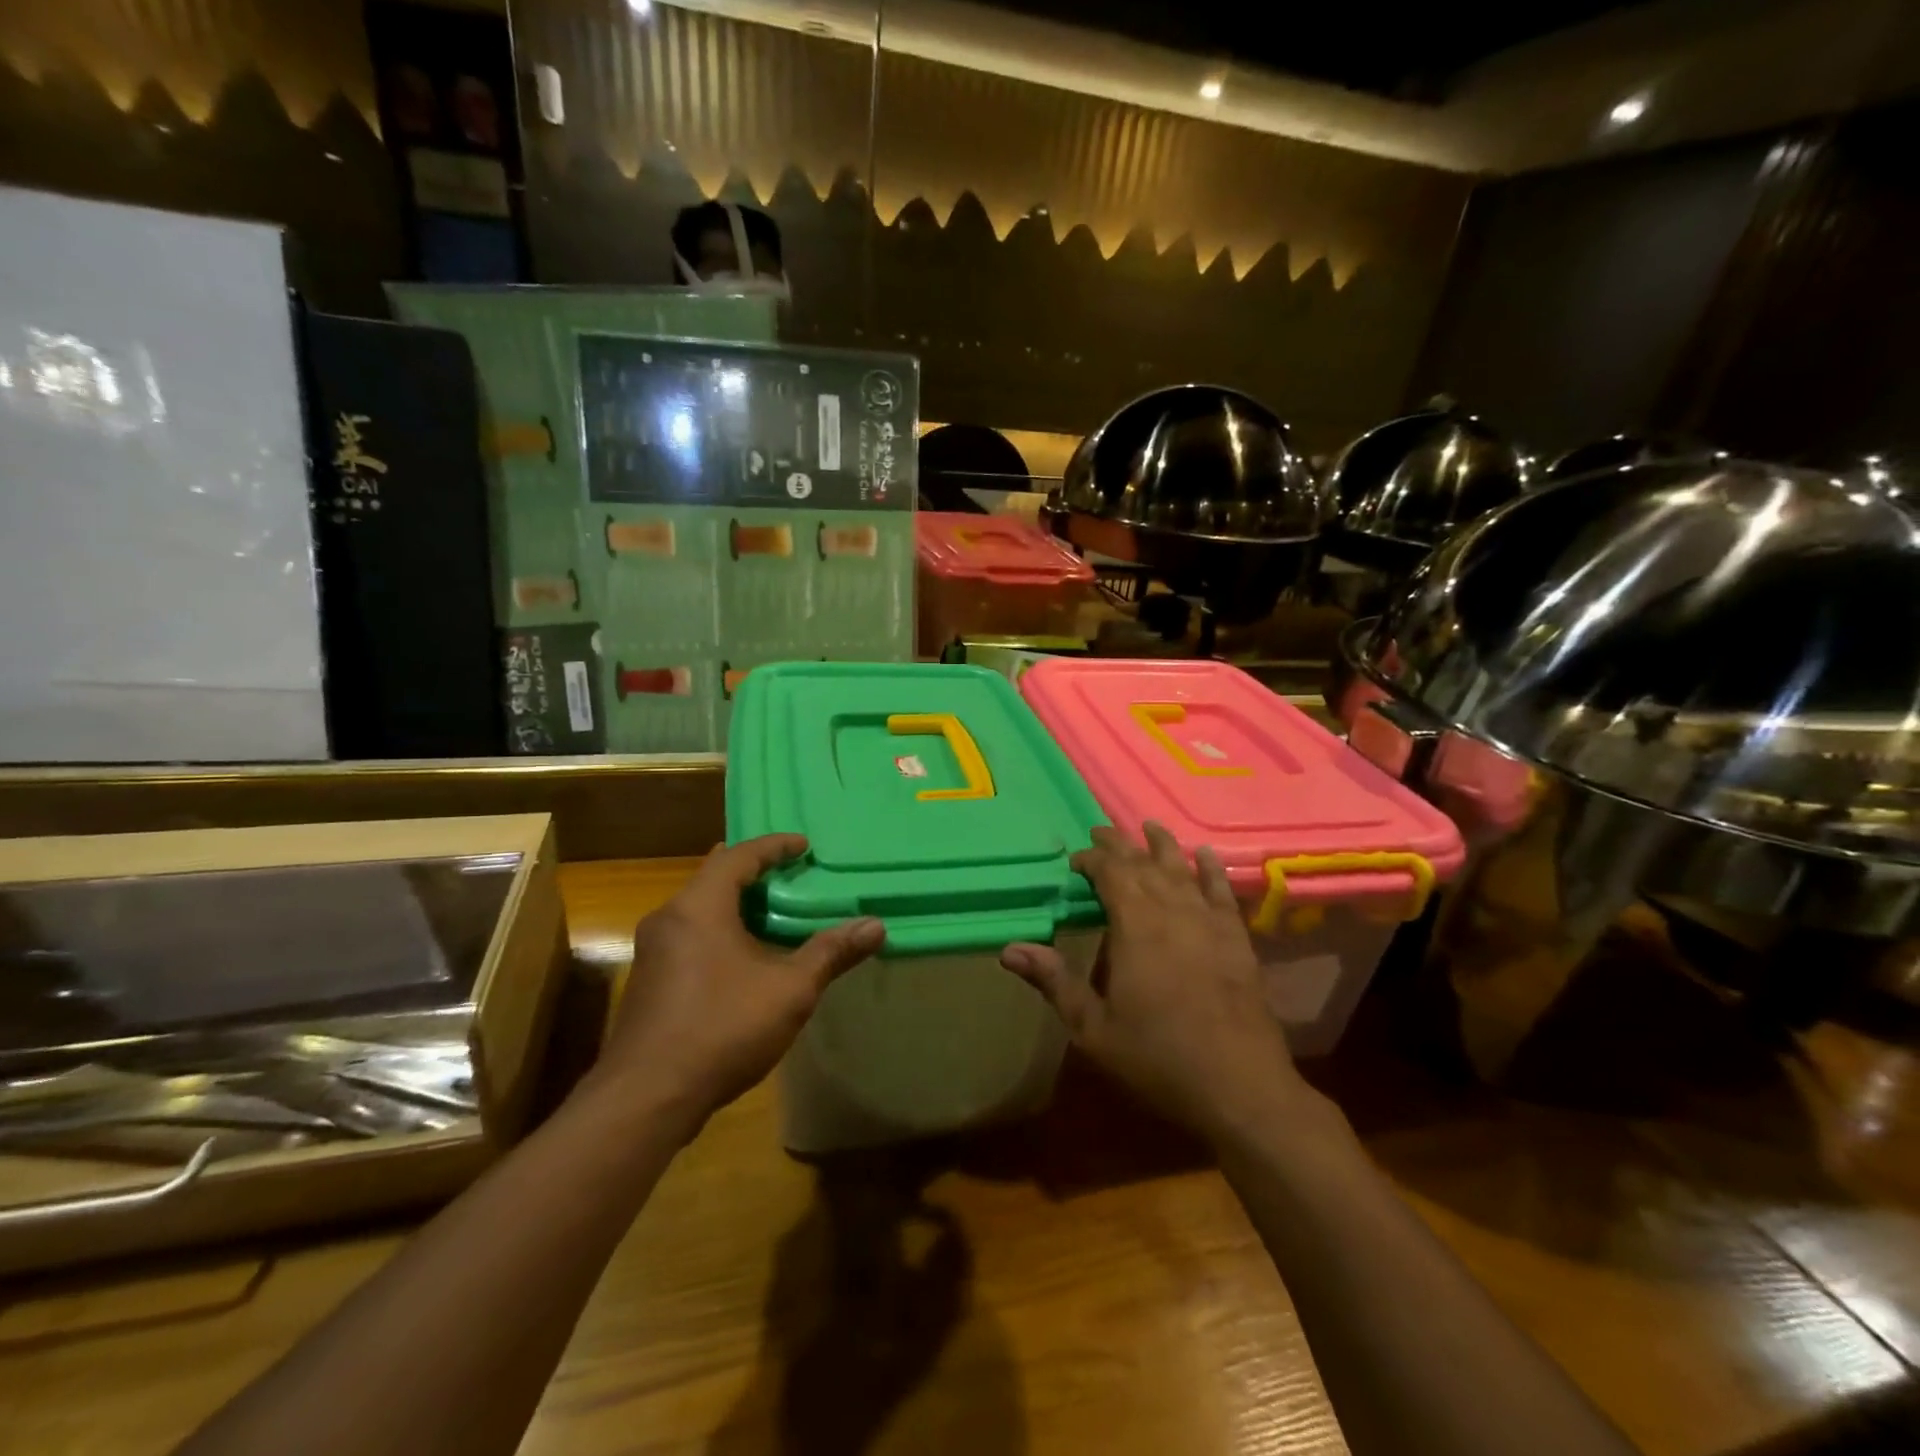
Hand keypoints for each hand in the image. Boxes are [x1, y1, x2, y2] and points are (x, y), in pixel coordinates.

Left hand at [602, 834, 883, 1128]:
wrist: (645, 1098)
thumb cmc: (722, 1028)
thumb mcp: (790, 990)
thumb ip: (831, 953)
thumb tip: (876, 925)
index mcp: (699, 906)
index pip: (738, 856)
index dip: (774, 846)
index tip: (803, 845)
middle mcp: (669, 918)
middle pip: (714, 877)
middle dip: (753, 871)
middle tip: (789, 873)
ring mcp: (652, 952)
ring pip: (699, 909)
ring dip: (735, 904)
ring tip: (772, 912)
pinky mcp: (648, 982)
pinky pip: (689, 935)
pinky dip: (719, 930)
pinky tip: (742, 957)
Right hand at [1001, 823, 1306, 1139]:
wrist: (1240, 1088)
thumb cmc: (1158, 1059)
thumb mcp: (1094, 1028)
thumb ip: (1055, 982)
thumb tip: (1009, 949)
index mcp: (1135, 928)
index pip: (1111, 874)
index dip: (1092, 861)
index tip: (1076, 860)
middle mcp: (1173, 912)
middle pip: (1144, 865)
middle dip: (1121, 846)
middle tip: (1102, 831)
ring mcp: (1209, 923)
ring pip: (1182, 870)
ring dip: (1163, 846)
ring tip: (1149, 826)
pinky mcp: (1237, 940)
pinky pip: (1222, 892)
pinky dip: (1211, 870)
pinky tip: (1205, 855)